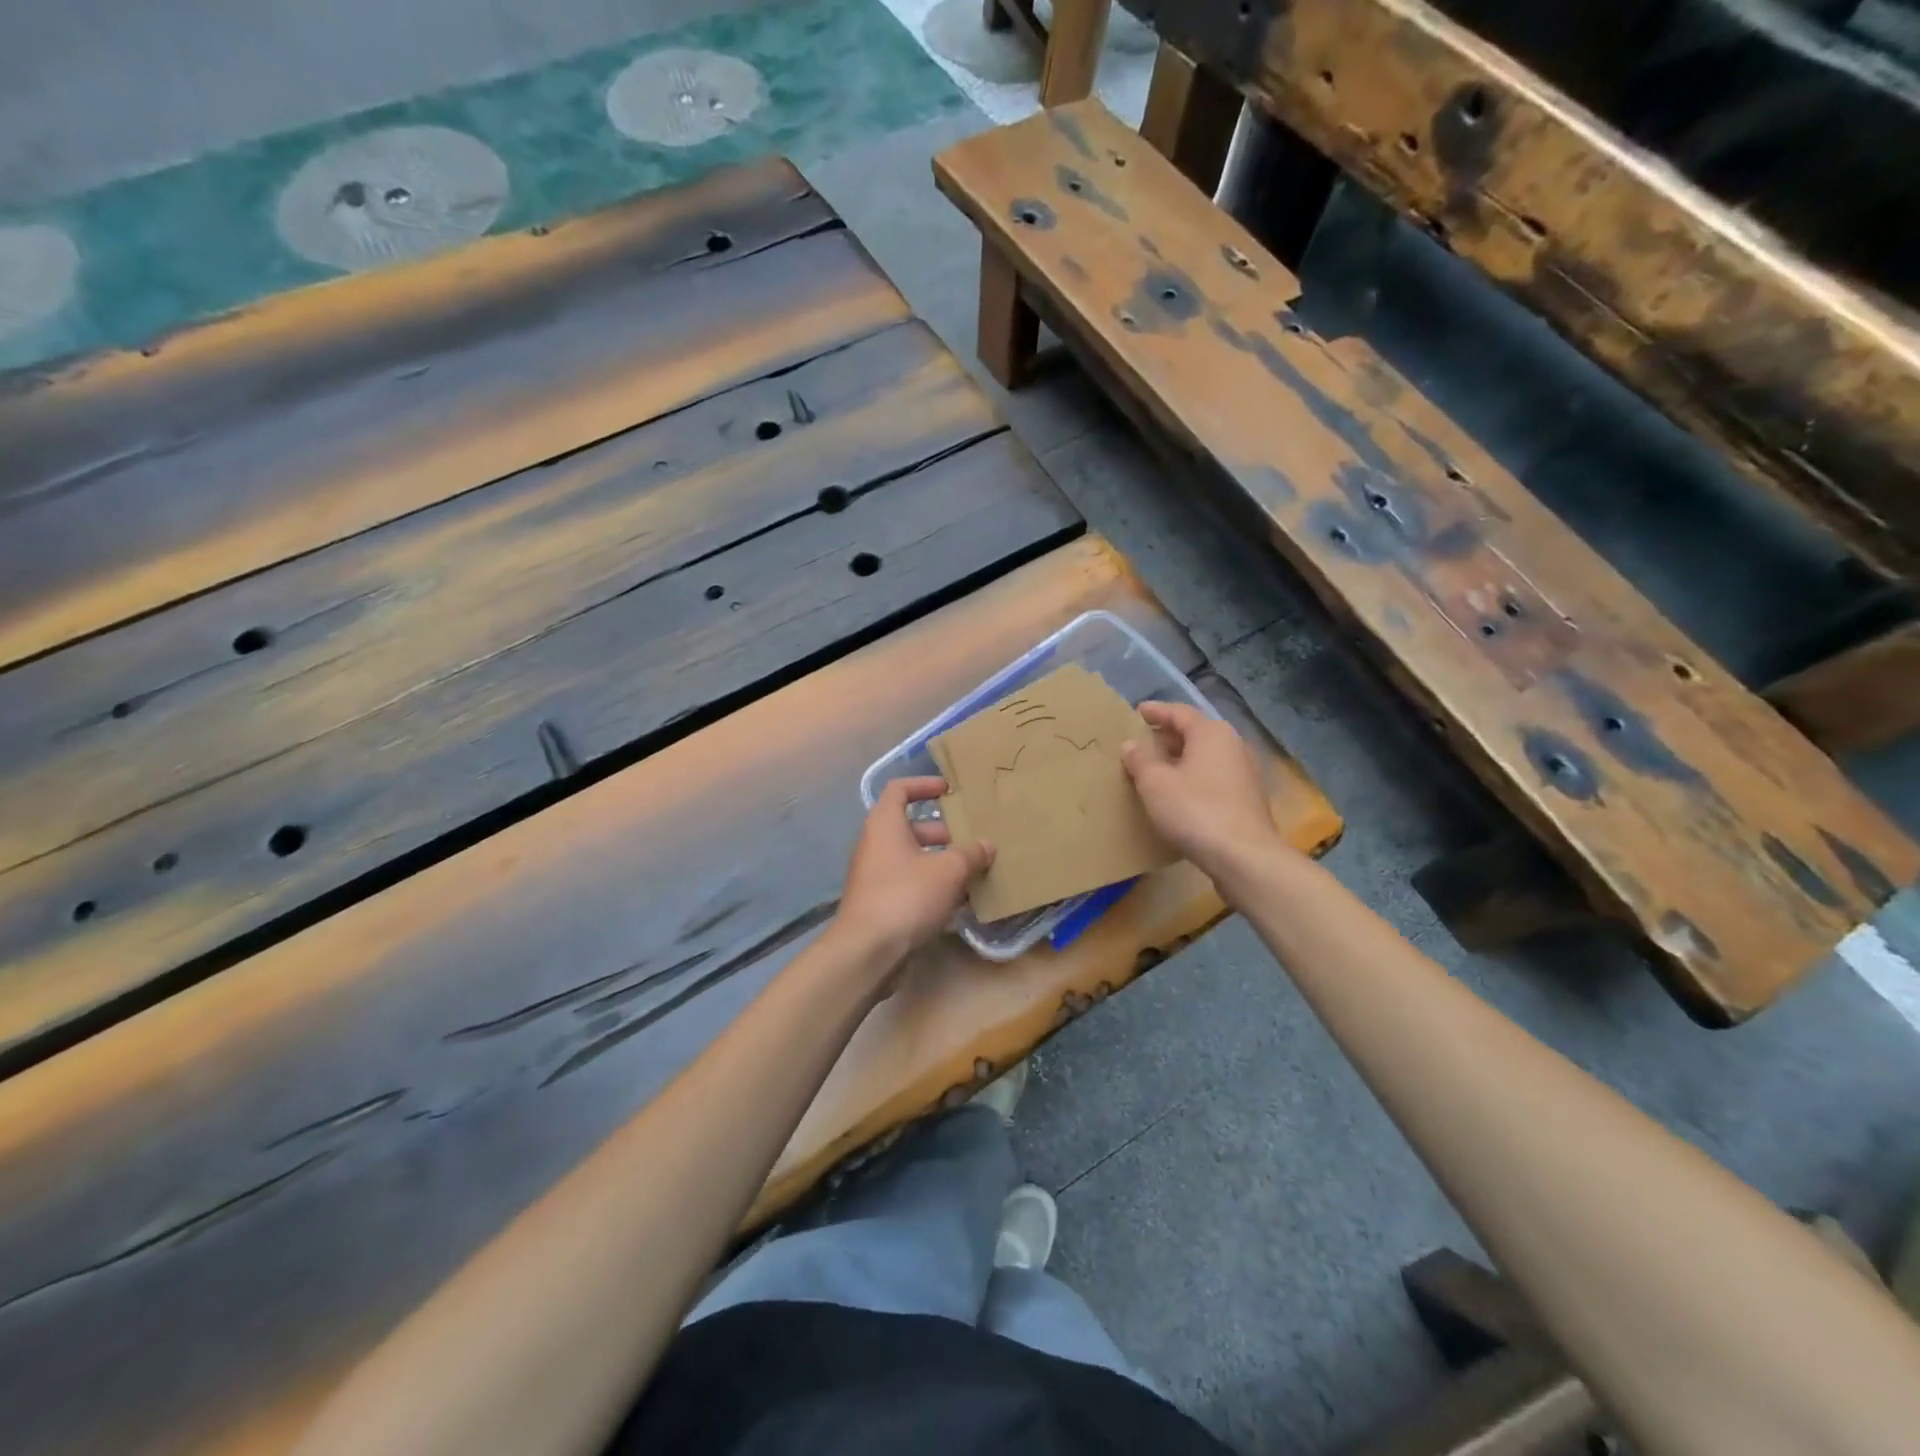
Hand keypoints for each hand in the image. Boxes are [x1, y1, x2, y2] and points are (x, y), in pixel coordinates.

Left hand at [833, 777, 993, 968]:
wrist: (867, 951)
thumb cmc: (906, 896)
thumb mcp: (947, 870)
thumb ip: (970, 854)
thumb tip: (987, 845)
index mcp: (885, 824)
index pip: (900, 790)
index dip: (924, 785)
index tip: (950, 791)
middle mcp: (877, 845)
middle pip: (912, 828)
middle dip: (945, 833)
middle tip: (974, 840)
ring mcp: (877, 876)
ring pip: (914, 859)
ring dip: (943, 863)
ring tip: (975, 872)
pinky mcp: (881, 904)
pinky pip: (911, 885)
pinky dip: (934, 888)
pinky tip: (961, 903)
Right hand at [1121, 701, 1279, 879]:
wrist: (1244, 856)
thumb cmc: (1195, 810)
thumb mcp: (1155, 784)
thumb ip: (1140, 760)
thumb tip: (1131, 744)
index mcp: (1211, 733)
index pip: (1179, 712)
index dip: (1156, 711)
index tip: (1137, 712)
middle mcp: (1233, 745)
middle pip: (1195, 732)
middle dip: (1168, 736)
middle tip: (1143, 741)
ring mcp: (1245, 772)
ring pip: (1206, 756)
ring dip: (1181, 758)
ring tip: (1157, 768)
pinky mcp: (1249, 798)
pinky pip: (1215, 776)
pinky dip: (1194, 777)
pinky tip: (1180, 793)